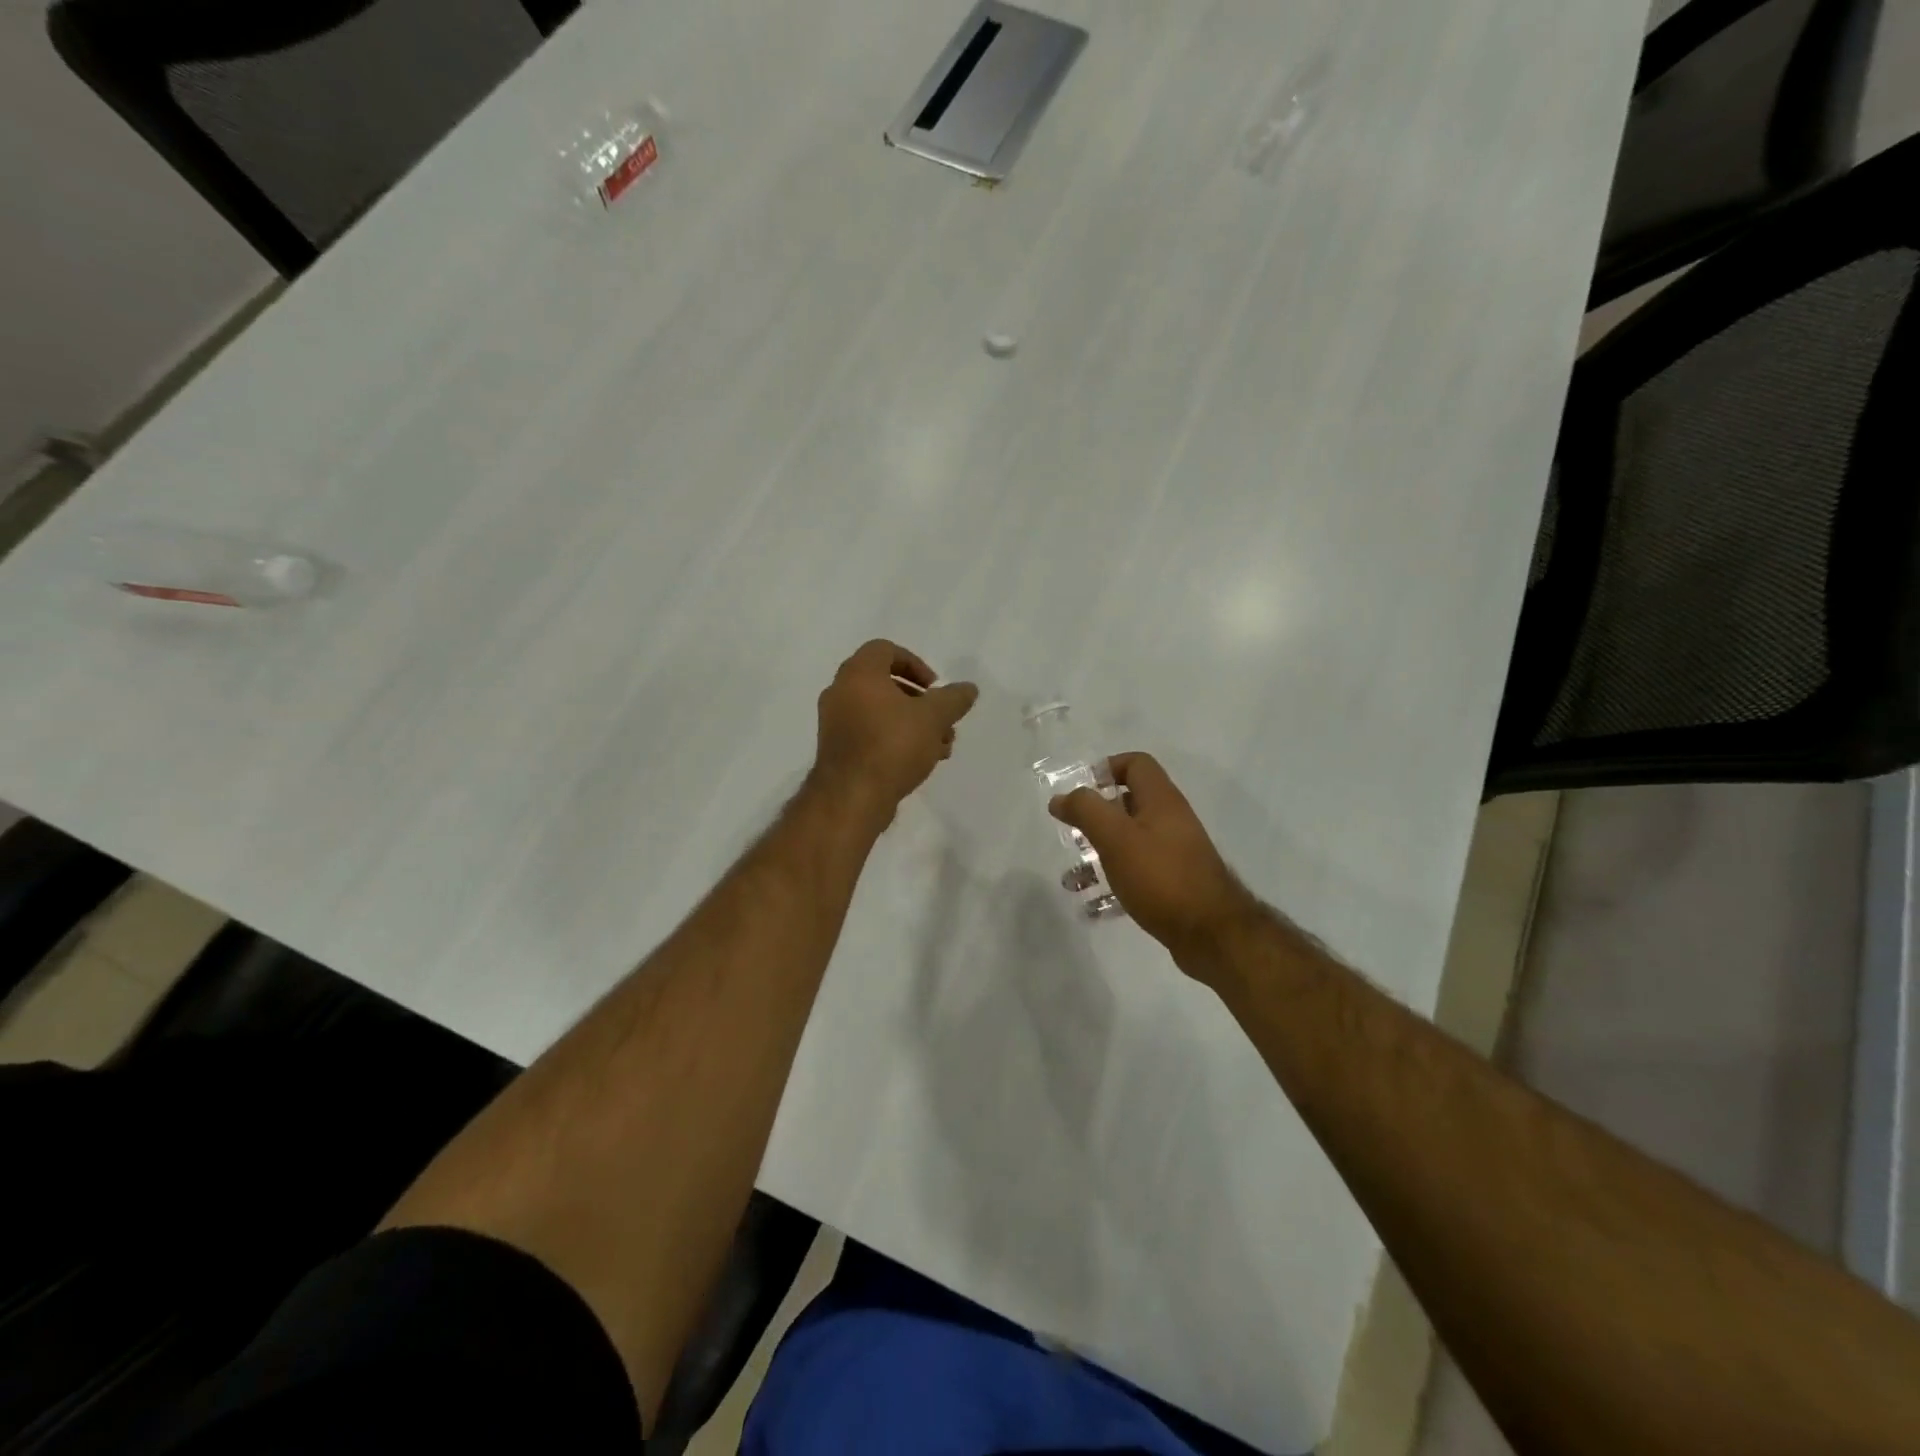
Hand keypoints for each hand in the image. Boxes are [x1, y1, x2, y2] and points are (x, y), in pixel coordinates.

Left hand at [810, 640, 977, 825]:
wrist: (851, 798)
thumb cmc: (892, 746)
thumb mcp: (933, 718)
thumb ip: (953, 699)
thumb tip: (968, 688)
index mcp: (858, 674)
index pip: (885, 650)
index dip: (915, 663)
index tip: (935, 688)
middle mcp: (840, 692)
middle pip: (886, 684)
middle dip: (921, 701)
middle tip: (943, 720)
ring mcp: (835, 723)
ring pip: (881, 713)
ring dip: (913, 724)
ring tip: (941, 747)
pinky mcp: (837, 750)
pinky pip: (870, 734)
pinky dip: (895, 739)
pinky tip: (921, 762)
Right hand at [1050, 753, 1264, 975]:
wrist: (1212, 934)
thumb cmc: (1160, 877)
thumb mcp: (1115, 838)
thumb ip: (1086, 811)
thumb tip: (1061, 798)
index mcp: (1161, 800)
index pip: (1136, 764)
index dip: (1106, 769)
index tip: (1080, 793)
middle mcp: (1171, 820)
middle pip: (1129, 803)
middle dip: (1096, 817)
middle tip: (1073, 835)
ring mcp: (1175, 853)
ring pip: (1129, 841)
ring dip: (1099, 854)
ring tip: (1073, 879)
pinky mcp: (1174, 882)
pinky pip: (1137, 872)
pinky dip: (1114, 881)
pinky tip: (1094, 906)